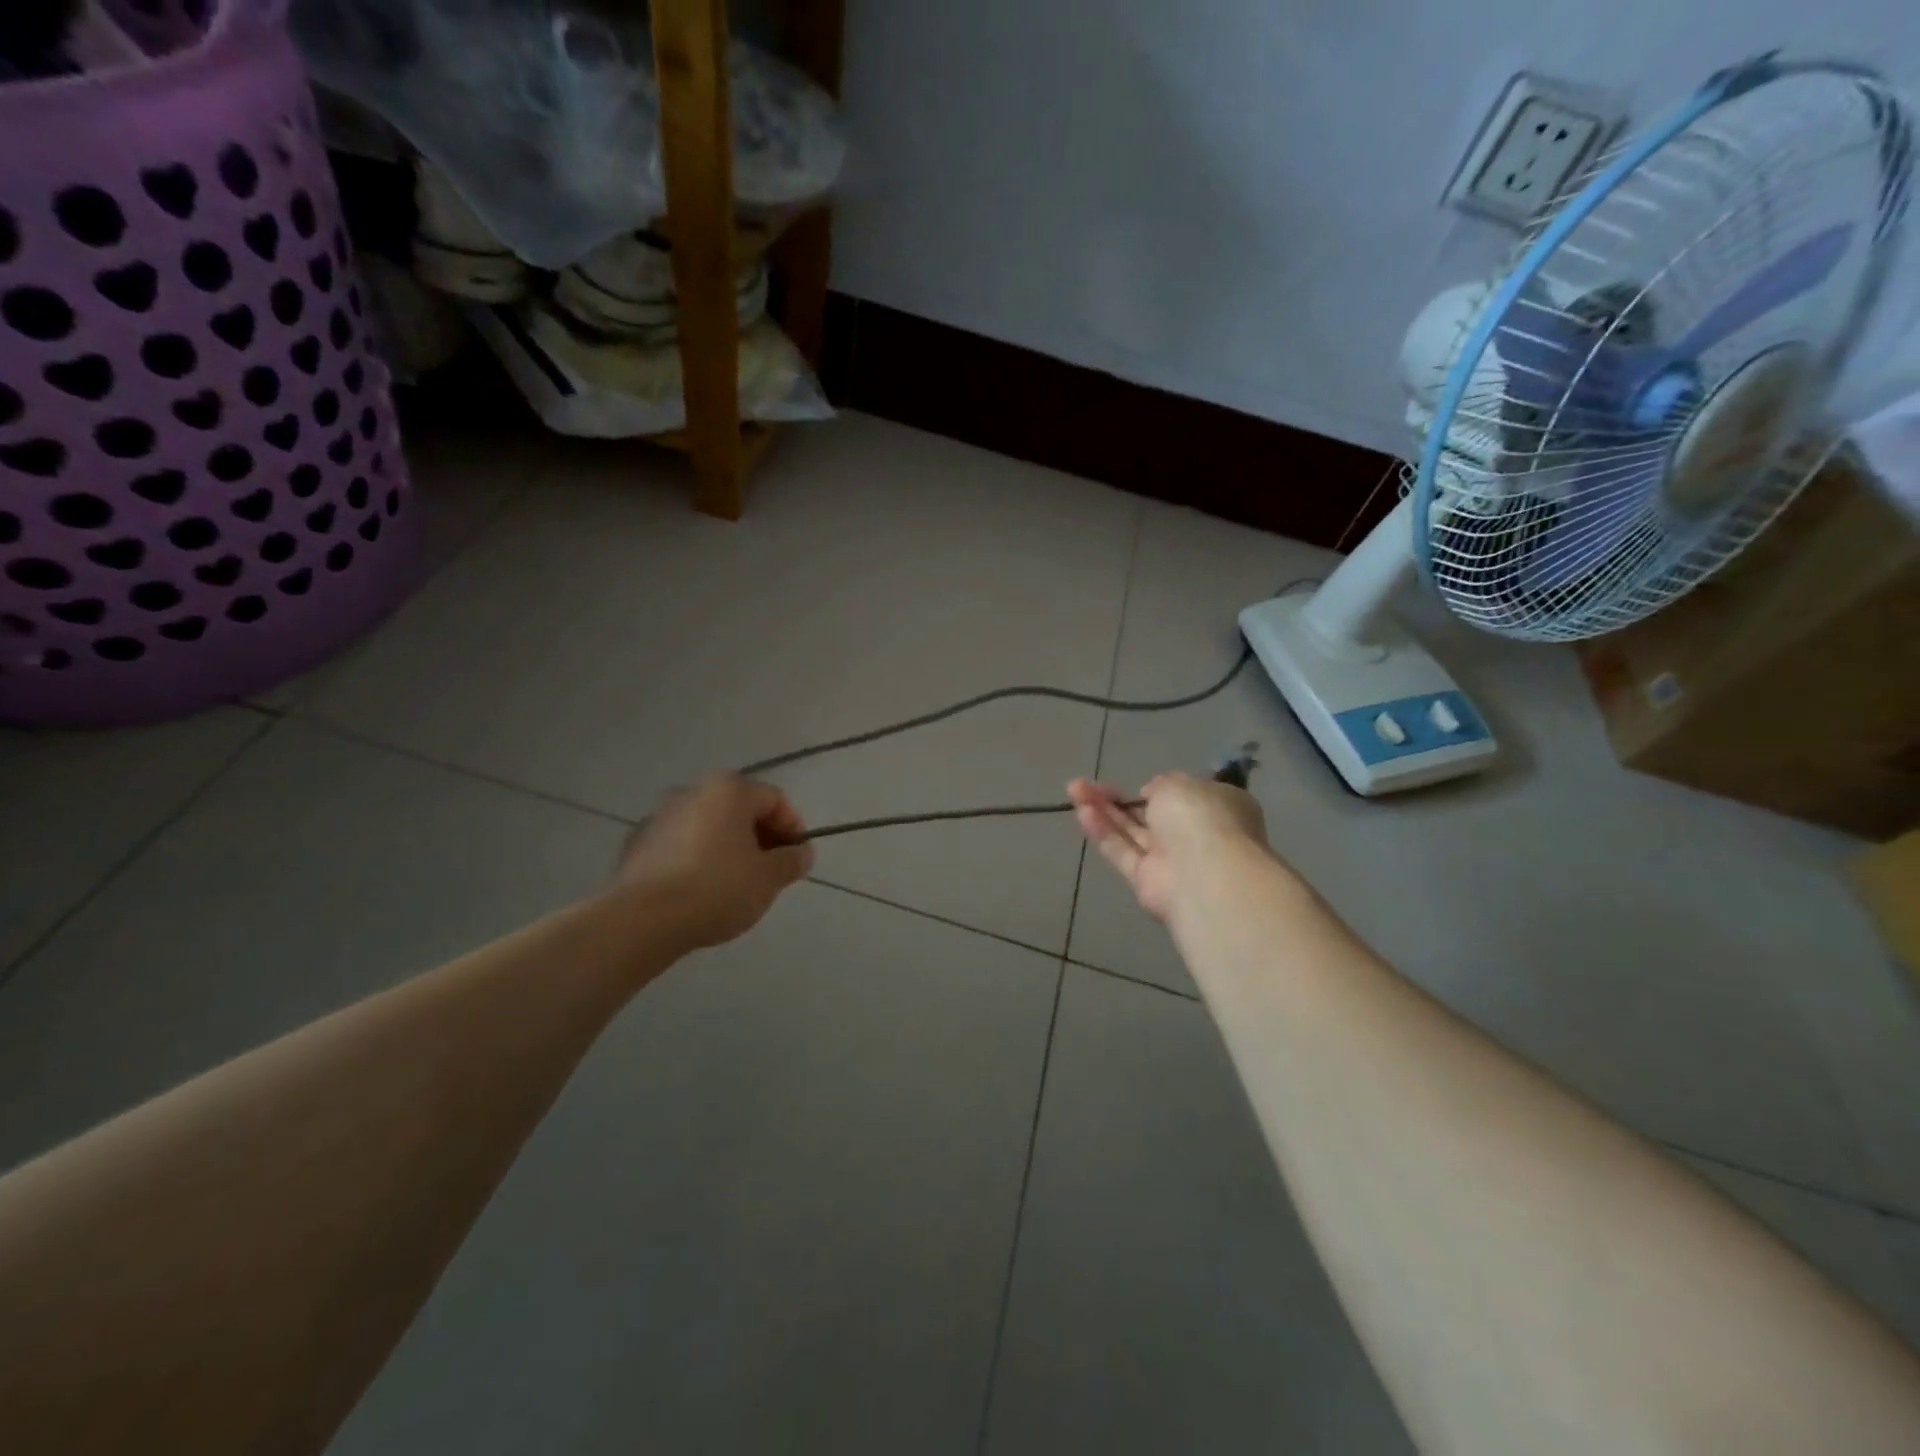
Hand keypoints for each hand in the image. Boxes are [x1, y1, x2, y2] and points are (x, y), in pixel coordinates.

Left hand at [615, 775, 814, 950]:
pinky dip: (698, 859)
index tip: (797, 860)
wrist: (641, 920)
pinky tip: (701, 891)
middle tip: (770, 872)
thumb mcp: (769, 878)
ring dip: (728, 848)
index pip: (775, 799)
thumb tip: (801, 853)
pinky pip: (681, 845)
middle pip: (739, 809)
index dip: (793, 828)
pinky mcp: (637, 844)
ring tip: (736, 885)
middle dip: (760, 838)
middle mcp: (692, 791)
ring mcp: (659, 816)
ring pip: (708, 826)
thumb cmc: (717, 888)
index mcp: (728, 789)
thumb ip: (791, 861)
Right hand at [1068, 773, 1269, 923]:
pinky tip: (1081, 812)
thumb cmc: (1200, 817)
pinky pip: (1122, 852)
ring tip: (1073, 789)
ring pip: (1132, 832)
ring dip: (1104, 810)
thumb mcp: (1179, 783)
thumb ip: (1162, 785)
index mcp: (1218, 808)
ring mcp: (1171, 860)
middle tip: (1088, 784)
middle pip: (1151, 815)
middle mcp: (1196, 835)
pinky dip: (1103, 832)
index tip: (1142, 784)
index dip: (1162, 789)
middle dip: (1120, 799)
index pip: (1187, 797)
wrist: (1203, 874)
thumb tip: (1151, 794)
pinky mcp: (1146, 881)